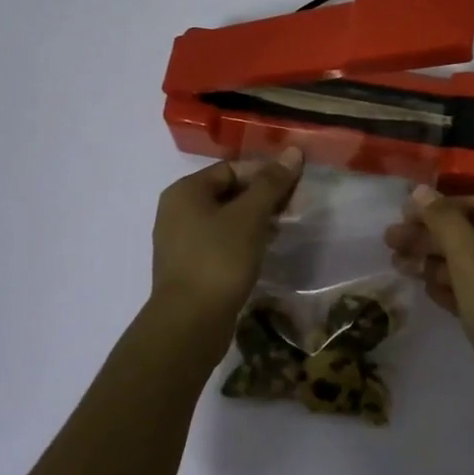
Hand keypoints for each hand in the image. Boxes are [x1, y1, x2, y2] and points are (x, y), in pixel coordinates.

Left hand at [149, 148, 303, 350]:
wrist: (189, 323)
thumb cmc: (219, 260)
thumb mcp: (250, 217)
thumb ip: (272, 183)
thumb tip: (293, 151)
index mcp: (185, 191)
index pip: (232, 168)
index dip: (266, 173)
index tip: (296, 186)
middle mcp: (177, 210)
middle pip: (228, 192)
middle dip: (263, 197)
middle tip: (295, 208)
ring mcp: (181, 240)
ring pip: (226, 218)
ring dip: (256, 219)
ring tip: (284, 228)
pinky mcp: (190, 266)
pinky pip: (220, 241)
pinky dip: (243, 240)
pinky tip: (264, 250)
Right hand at [385, 185, 473, 420]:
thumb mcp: (470, 257)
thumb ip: (443, 220)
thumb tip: (420, 191)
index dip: (440, 207)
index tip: (405, 214)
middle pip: (469, 236)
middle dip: (429, 236)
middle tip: (390, 241)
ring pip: (466, 266)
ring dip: (432, 262)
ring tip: (398, 265)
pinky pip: (470, 293)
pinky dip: (447, 288)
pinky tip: (424, 290)